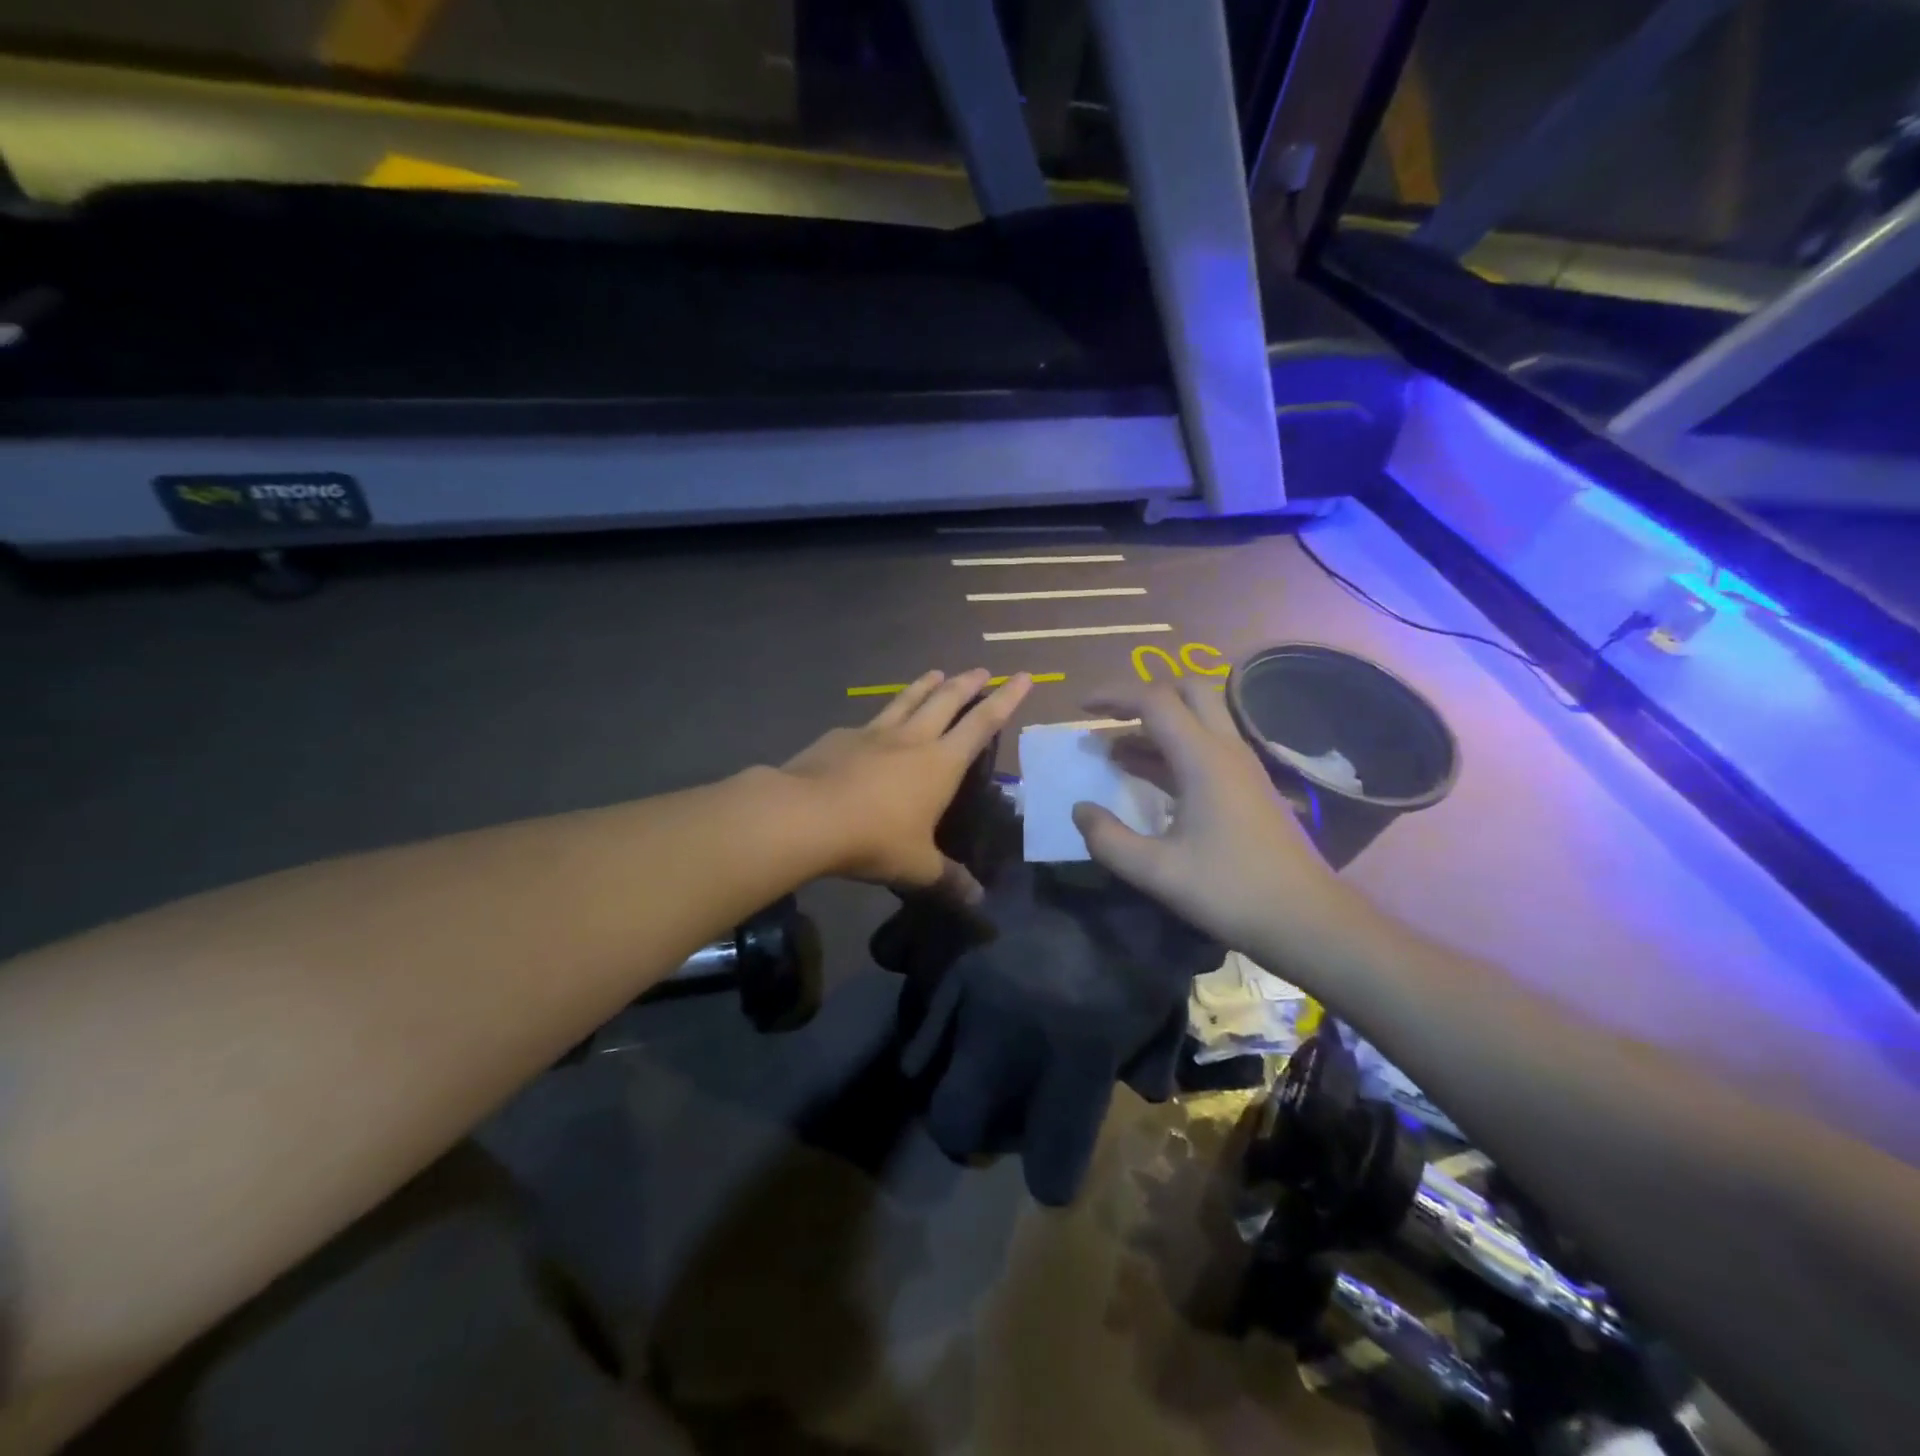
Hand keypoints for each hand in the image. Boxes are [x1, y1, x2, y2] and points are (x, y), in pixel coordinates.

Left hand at [782, 669, 1030, 902]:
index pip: (982, 723)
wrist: (805, 816)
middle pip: (946, 700)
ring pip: (907, 700)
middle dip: (967, 684)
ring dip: (925, 685)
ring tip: (937, 672)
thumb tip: (978, 902)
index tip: (1022, 676)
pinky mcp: (840, 737)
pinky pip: (868, 721)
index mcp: (940, 763)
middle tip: (981, 670)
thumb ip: (949, 880)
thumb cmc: (873, 839)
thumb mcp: (917, 867)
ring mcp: (873, 733)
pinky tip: (872, 723)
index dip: (1006, 699)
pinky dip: (880, 716)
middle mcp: (911, 739)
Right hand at [1070, 678, 1354, 964]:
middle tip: (1107, 720)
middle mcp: (1226, 750)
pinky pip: (1206, 747)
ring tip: (1113, 751)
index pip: (1155, 701)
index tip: (1080, 709)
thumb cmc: (1231, 891)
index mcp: (1203, 759)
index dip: (1113, 697)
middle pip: (1187, 691)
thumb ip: (1108, 839)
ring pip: (1198, 719)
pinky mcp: (1249, 787)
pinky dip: (1172, 748)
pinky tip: (1147, 778)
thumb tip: (1080, 809)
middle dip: (1142, 696)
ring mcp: (1242, 767)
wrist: (1307, 920)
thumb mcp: (1157, 872)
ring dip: (1156, 725)